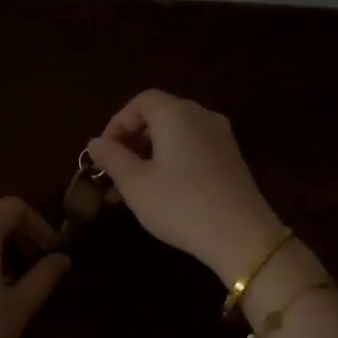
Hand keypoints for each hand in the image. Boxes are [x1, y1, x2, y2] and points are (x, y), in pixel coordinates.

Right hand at [86, 90, 283, 285]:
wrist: (241, 236)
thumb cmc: (180, 204)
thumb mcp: (135, 184)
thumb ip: (112, 158)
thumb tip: (95, 143)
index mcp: (177, 114)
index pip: (141, 102)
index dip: (117, 123)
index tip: (104, 152)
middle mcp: (202, 117)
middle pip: (160, 116)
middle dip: (132, 140)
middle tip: (114, 170)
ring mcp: (221, 137)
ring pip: (176, 134)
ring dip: (150, 153)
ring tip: (133, 185)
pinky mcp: (231, 159)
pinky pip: (193, 148)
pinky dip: (172, 160)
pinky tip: (162, 190)